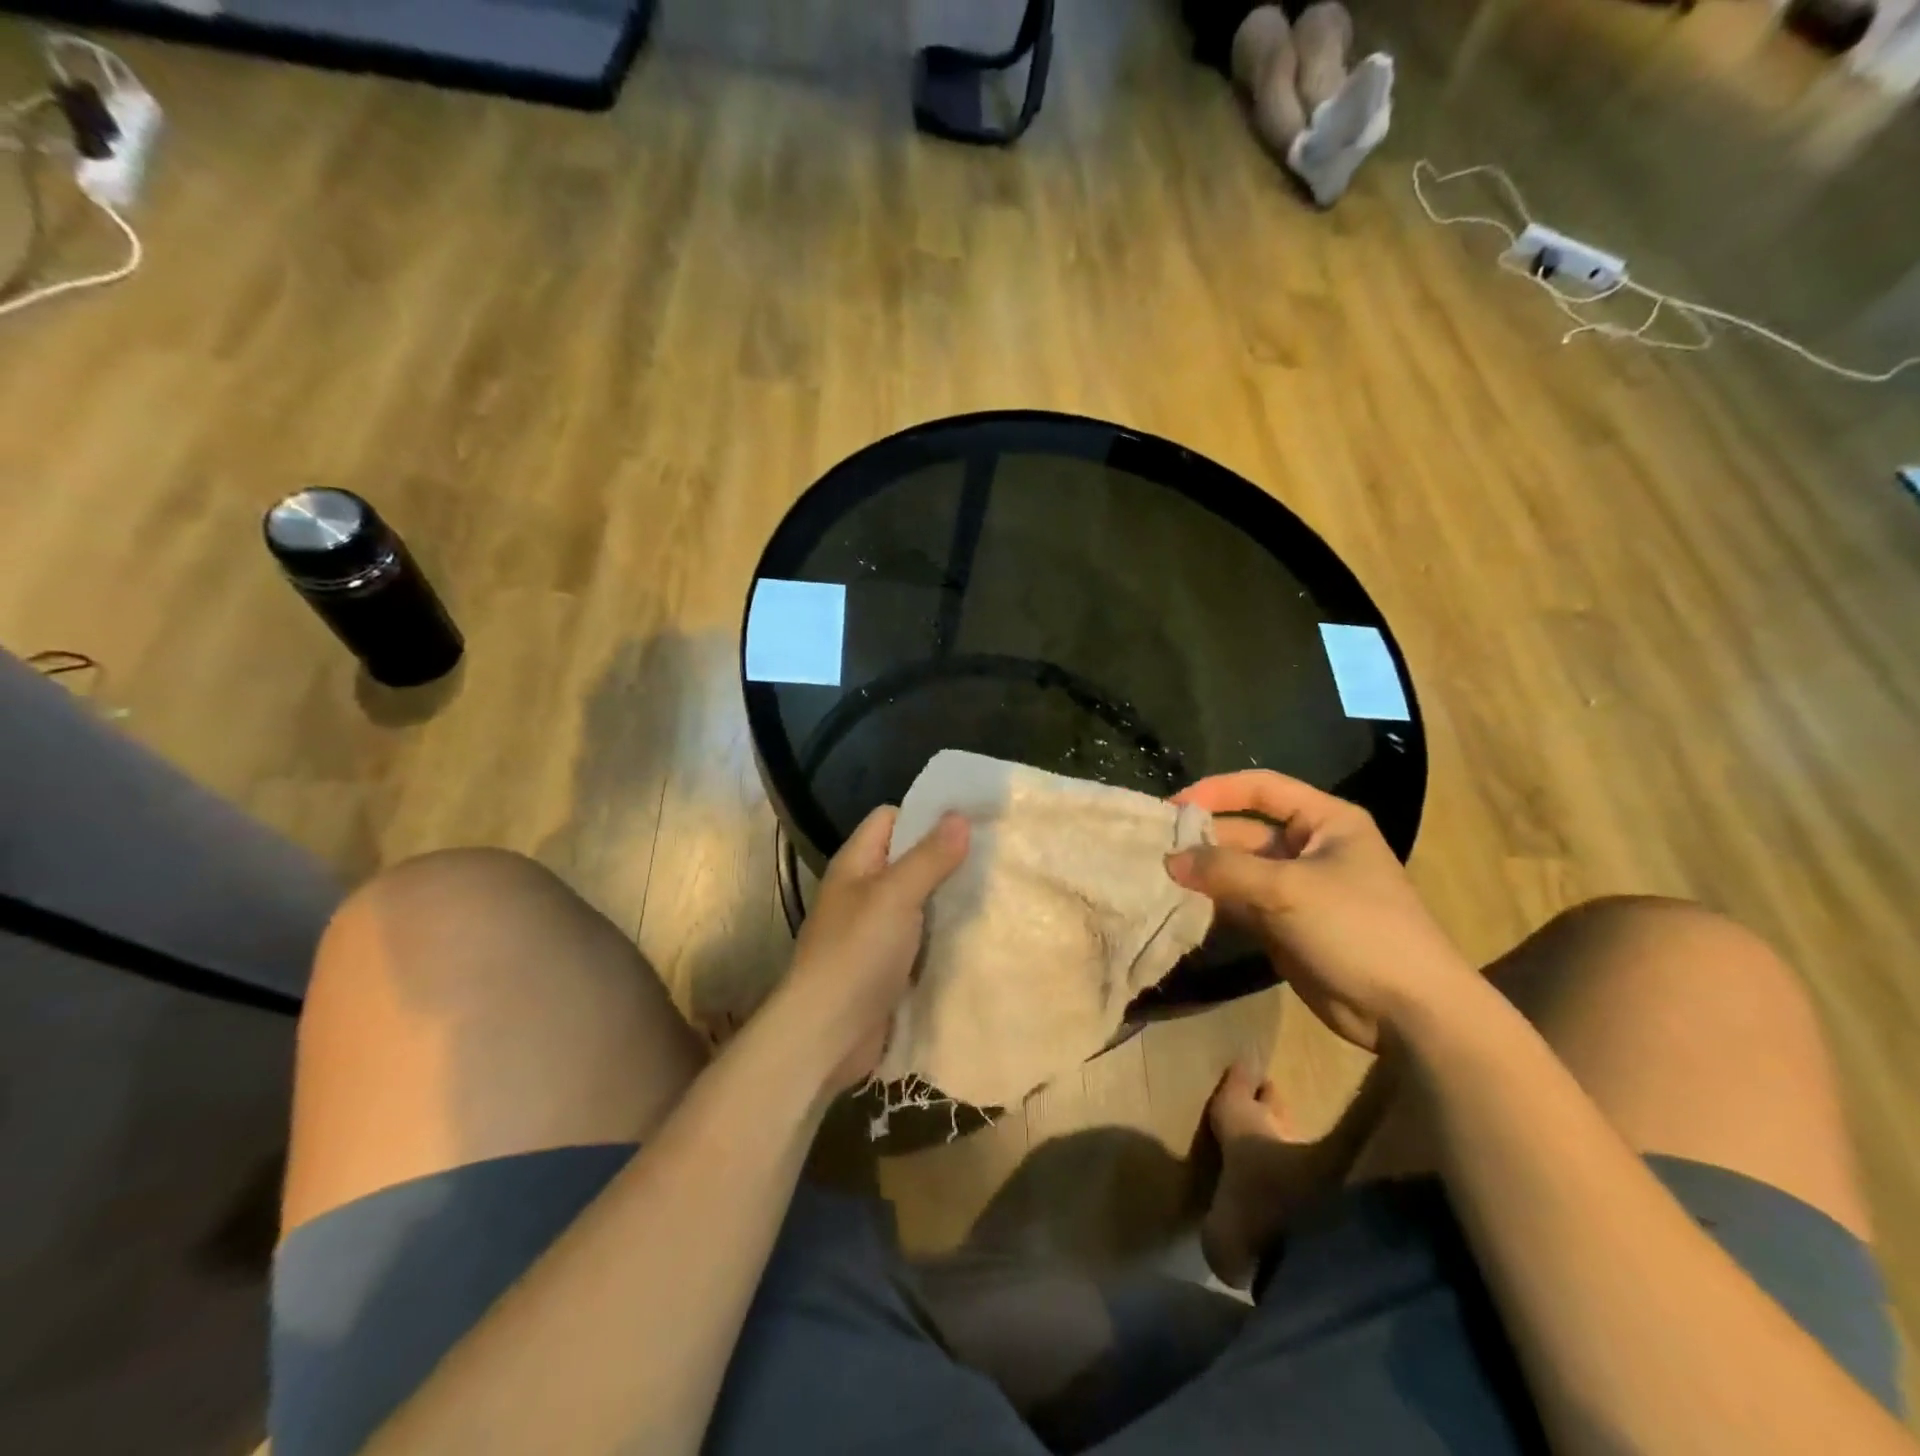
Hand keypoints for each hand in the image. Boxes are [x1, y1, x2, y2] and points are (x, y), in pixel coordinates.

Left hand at [777, 806, 969, 1090]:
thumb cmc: (857, 953)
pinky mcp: (889, 965)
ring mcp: (875, 930)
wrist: (827, 1034)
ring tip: (995, 890)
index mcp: (856, 864)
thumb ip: (929, 857)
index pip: (890, 819)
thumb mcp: (895, 896)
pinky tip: (979, 933)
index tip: (970, 820)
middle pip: (908, 860)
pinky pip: (922, 938)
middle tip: (994, 856)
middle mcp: (864, 891)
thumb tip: (959, 816)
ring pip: (919, 901)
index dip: (925, 815)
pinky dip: (945, 934)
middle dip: (946, 857)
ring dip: (950, 898)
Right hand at [1166, 772, 1478, 1050]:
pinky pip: (1240, 904)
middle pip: (1244, 830)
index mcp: (1325, 821)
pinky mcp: (1284, 925)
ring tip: (1156, 878)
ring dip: (1202, 874)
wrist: (1407, 1011)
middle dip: (1202, 840)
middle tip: (1153, 851)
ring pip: (1238, 870)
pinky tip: (1178, 907)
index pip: (1261, 788)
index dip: (1216, 791)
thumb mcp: (1288, 889)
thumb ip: (1224, 870)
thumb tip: (1168, 860)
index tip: (1172, 808)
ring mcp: (1296, 888)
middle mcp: (1308, 847)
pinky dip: (1212, 904)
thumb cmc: (1357, 928)